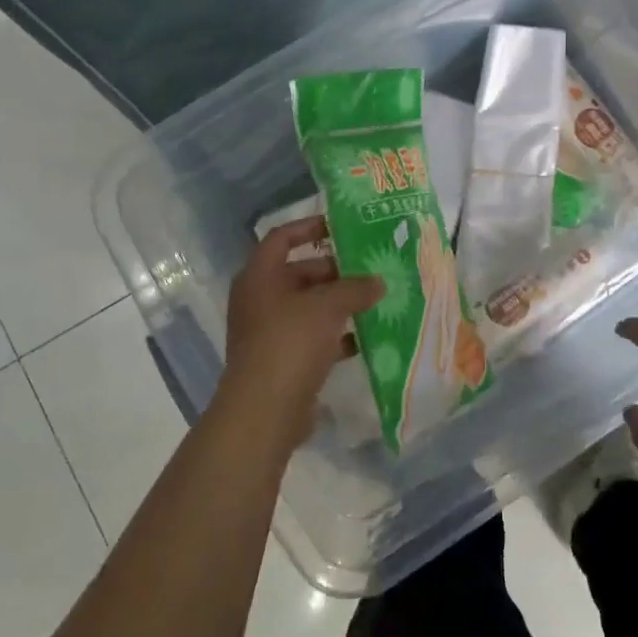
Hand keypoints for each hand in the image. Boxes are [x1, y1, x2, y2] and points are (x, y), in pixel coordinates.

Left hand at [217, 216, 382, 451]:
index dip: (309, 227)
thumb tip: (378, 281)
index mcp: (260, 276)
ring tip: (376, 300)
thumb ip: (355, 288)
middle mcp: (260, 299)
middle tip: (371, 269)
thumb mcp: (327, 307)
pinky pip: (312, 338)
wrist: (264, 410)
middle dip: (336, 271)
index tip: (341, 226)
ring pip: (309, 307)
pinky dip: (337, 336)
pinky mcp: (282, 360)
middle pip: (300, 273)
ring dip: (340, 305)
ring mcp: (269, 331)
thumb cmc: (290, 342)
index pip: (282, 238)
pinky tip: (367, 338)